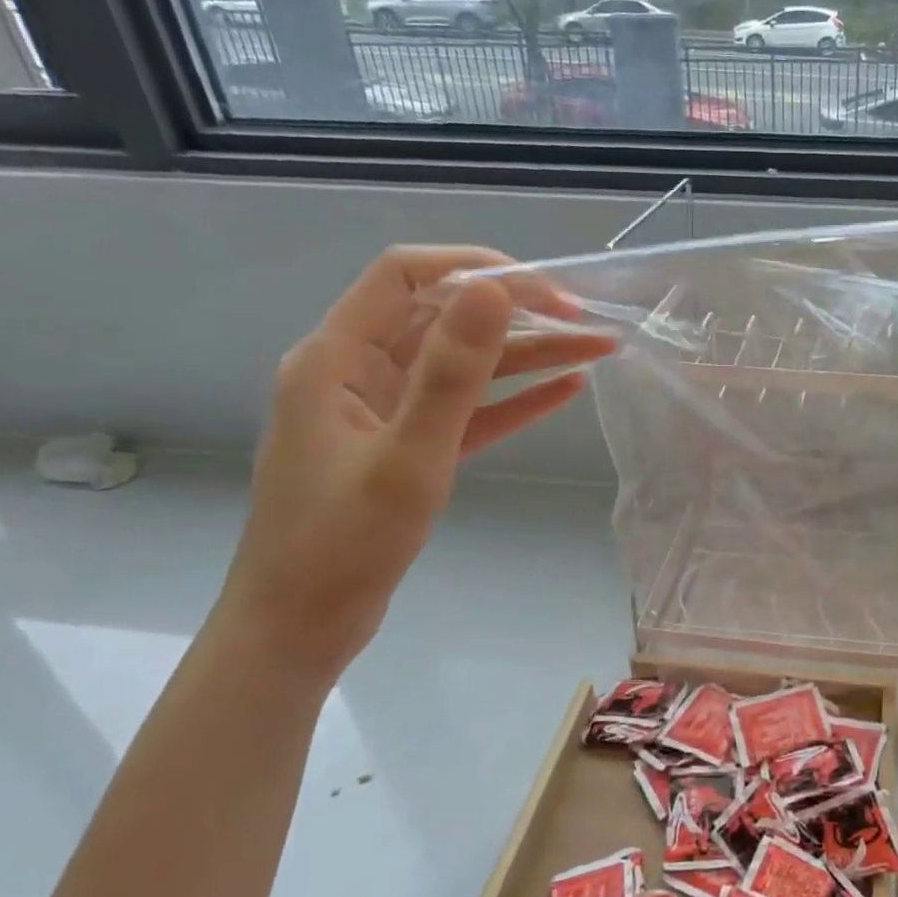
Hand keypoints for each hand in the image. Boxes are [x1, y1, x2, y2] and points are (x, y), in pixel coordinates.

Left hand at [214, 246, 614, 676]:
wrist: (300, 629)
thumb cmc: (344, 544)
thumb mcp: (409, 455)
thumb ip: (452, 372)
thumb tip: (493, 289)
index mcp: (336, 358)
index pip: (405, 277)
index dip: (475, 268)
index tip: (544, 288)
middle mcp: (358, 372)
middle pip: (446, 319)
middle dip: (519, 315)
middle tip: (588, 321)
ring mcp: (384, 411)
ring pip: (465, 367)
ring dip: (529, 356)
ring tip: (596, 349)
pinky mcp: (408, 447)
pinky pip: (468, 411)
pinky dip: (514, 399)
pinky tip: (566, 391)